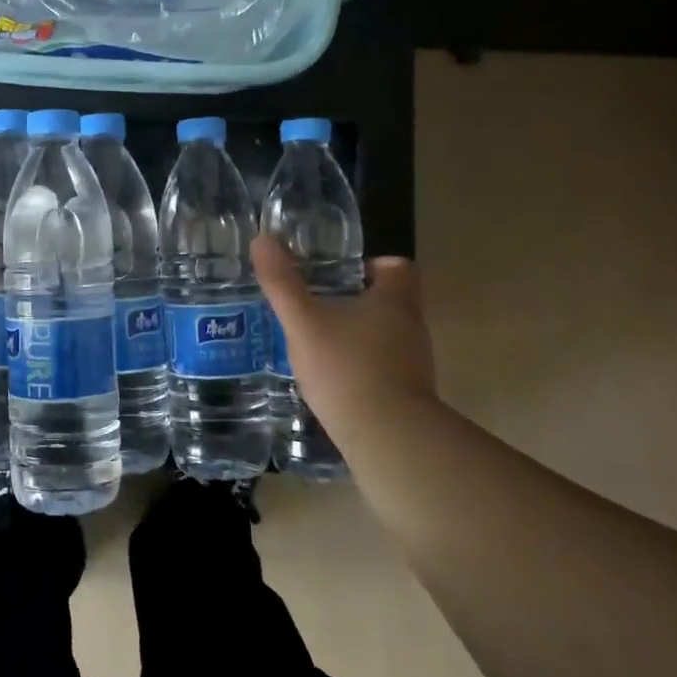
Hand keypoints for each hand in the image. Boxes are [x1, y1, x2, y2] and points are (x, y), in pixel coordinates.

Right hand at [251, 235, 438, 440]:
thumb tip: (262, 238)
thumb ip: (282, 283)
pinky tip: (331, 377)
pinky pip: (384, 367)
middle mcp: (412, 327)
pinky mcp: (408, 395)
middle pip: (390, 301)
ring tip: (318, 340)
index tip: (340, 273)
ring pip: (385, 335)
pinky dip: (361, 365)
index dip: (372, 264)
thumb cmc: (346, 368)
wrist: (386, 438)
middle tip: (318, 303)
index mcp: (395, 300)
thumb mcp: (303, 322)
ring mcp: (414, 363)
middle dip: (356, 299)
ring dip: (357, 334)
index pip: (398, 266)